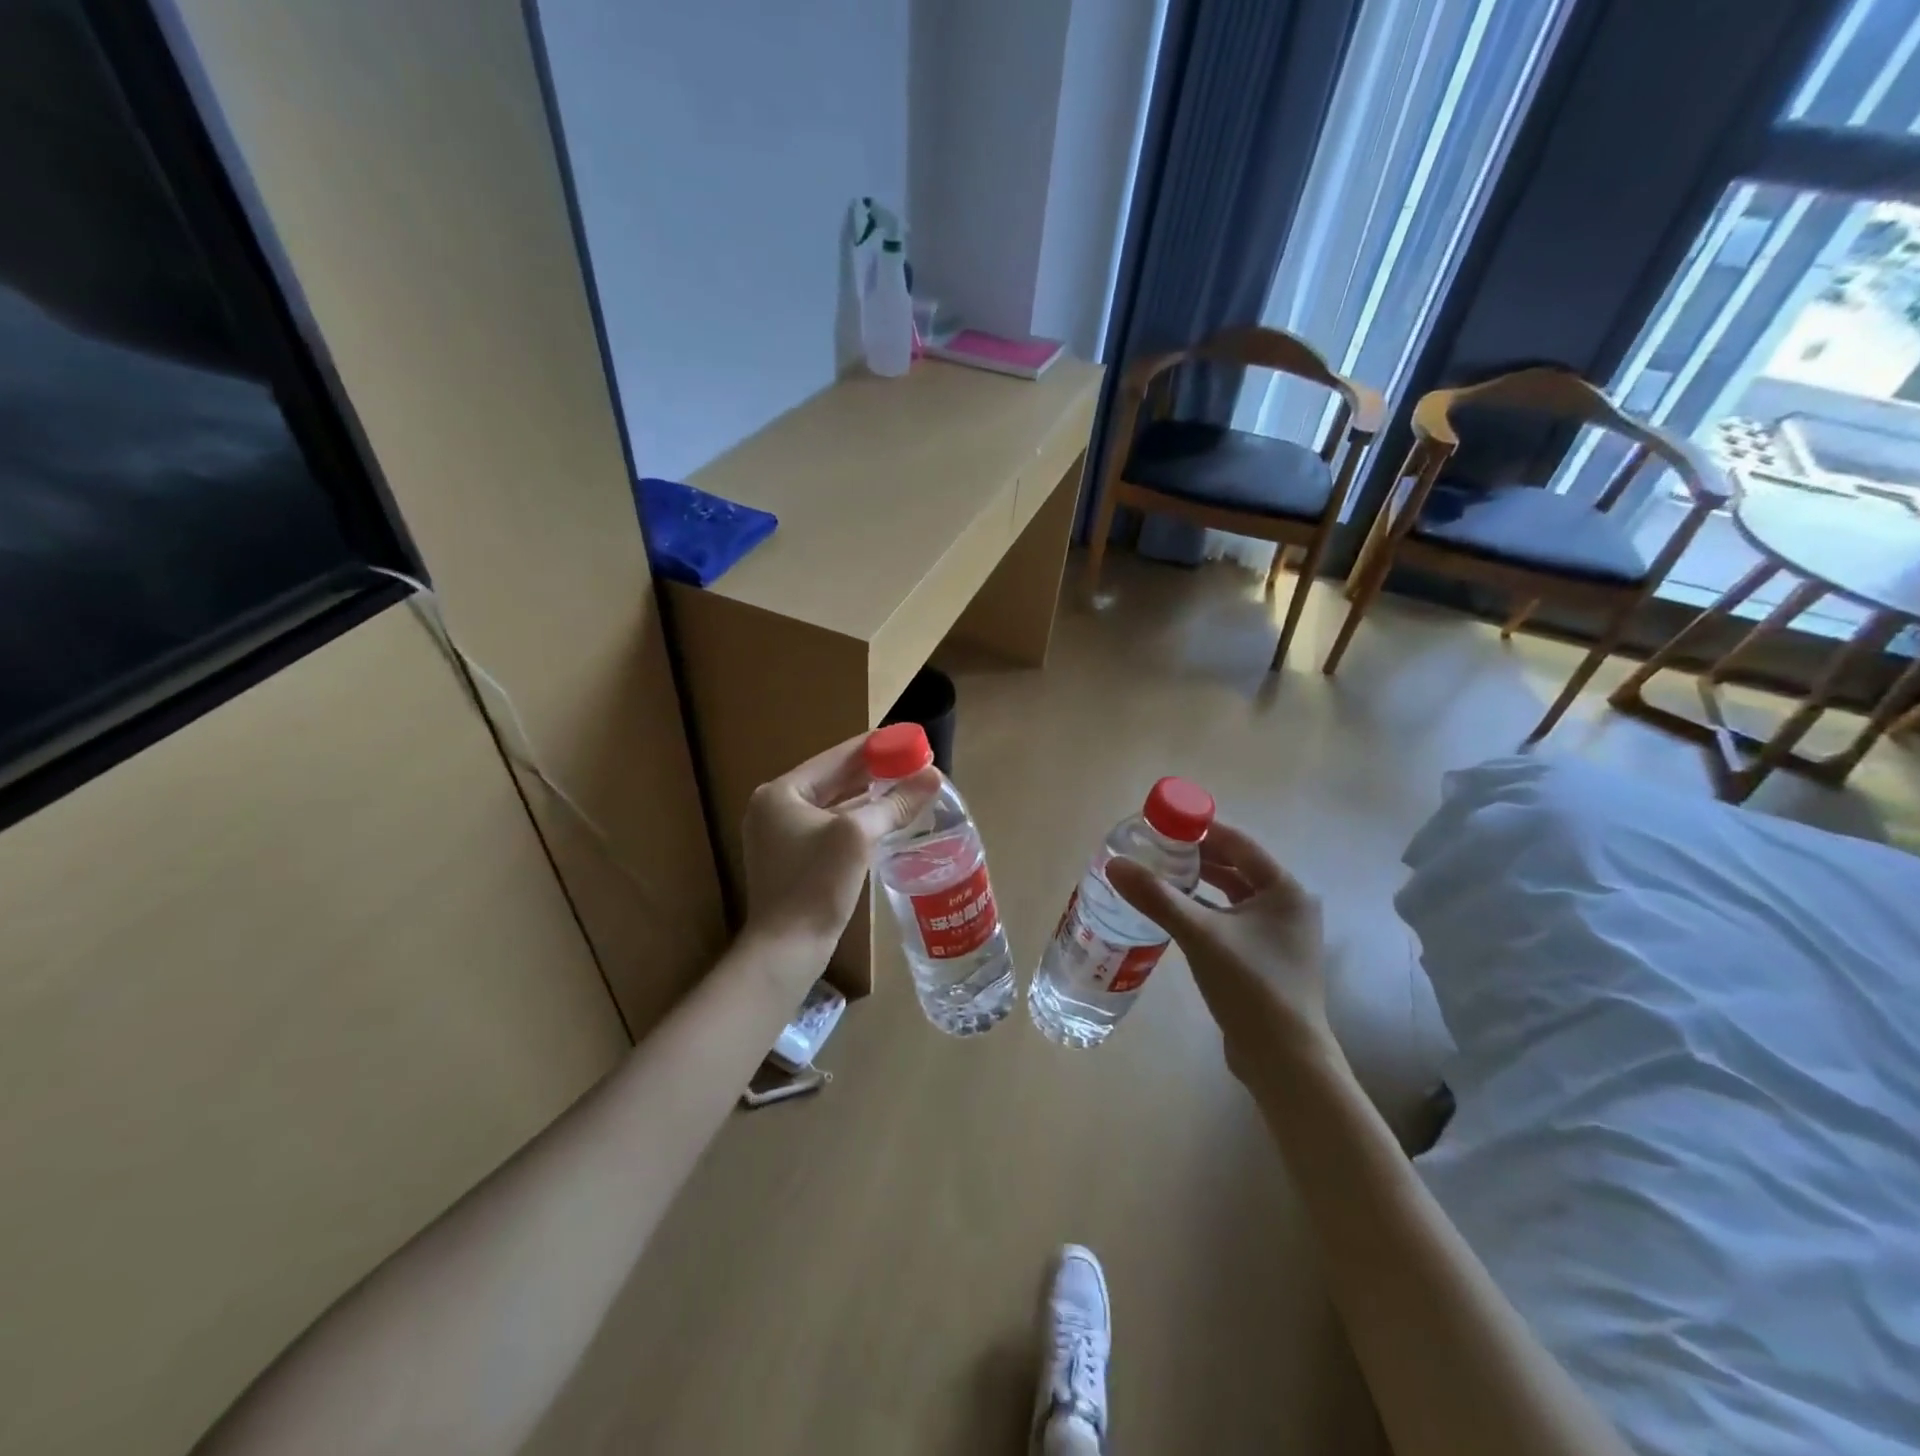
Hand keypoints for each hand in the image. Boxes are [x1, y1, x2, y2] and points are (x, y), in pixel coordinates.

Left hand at [740, 735, 938, 975]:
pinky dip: (859, 821)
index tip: (910, 738)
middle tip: (916, 763)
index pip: (836, 756)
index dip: (876, 746)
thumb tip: (932, 775)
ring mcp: (782, 836)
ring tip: (909, 786)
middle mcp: (776, 808)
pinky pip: (832, 829)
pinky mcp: (795, 860)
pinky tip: (888, 819)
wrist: (786, 949)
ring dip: (870, 797)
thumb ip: (894, 803)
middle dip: (876, 772)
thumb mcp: (857, 836)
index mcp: (782, 792)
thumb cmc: (815, 883)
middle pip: (835, 780)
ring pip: (835, 806)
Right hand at [1106, 822, 1333, 1085]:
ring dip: (1198, 885)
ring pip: (1232, 896)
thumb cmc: (1251, 987)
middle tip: (1153, 850)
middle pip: (1235, 868)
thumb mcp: (1200, 935)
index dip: (1201, 830)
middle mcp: (1288, 906)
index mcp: (1285, 890)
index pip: (1239, 844)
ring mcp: (1279, 935)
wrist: (1284, 1061)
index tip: (1163, 823)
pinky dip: (1204, 912)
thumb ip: (1157, 897)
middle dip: (1196, 858)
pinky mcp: (1265, 959)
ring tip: (1158, 876)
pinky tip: (1173, 914)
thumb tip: (1115, 865)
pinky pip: (1230, 921)